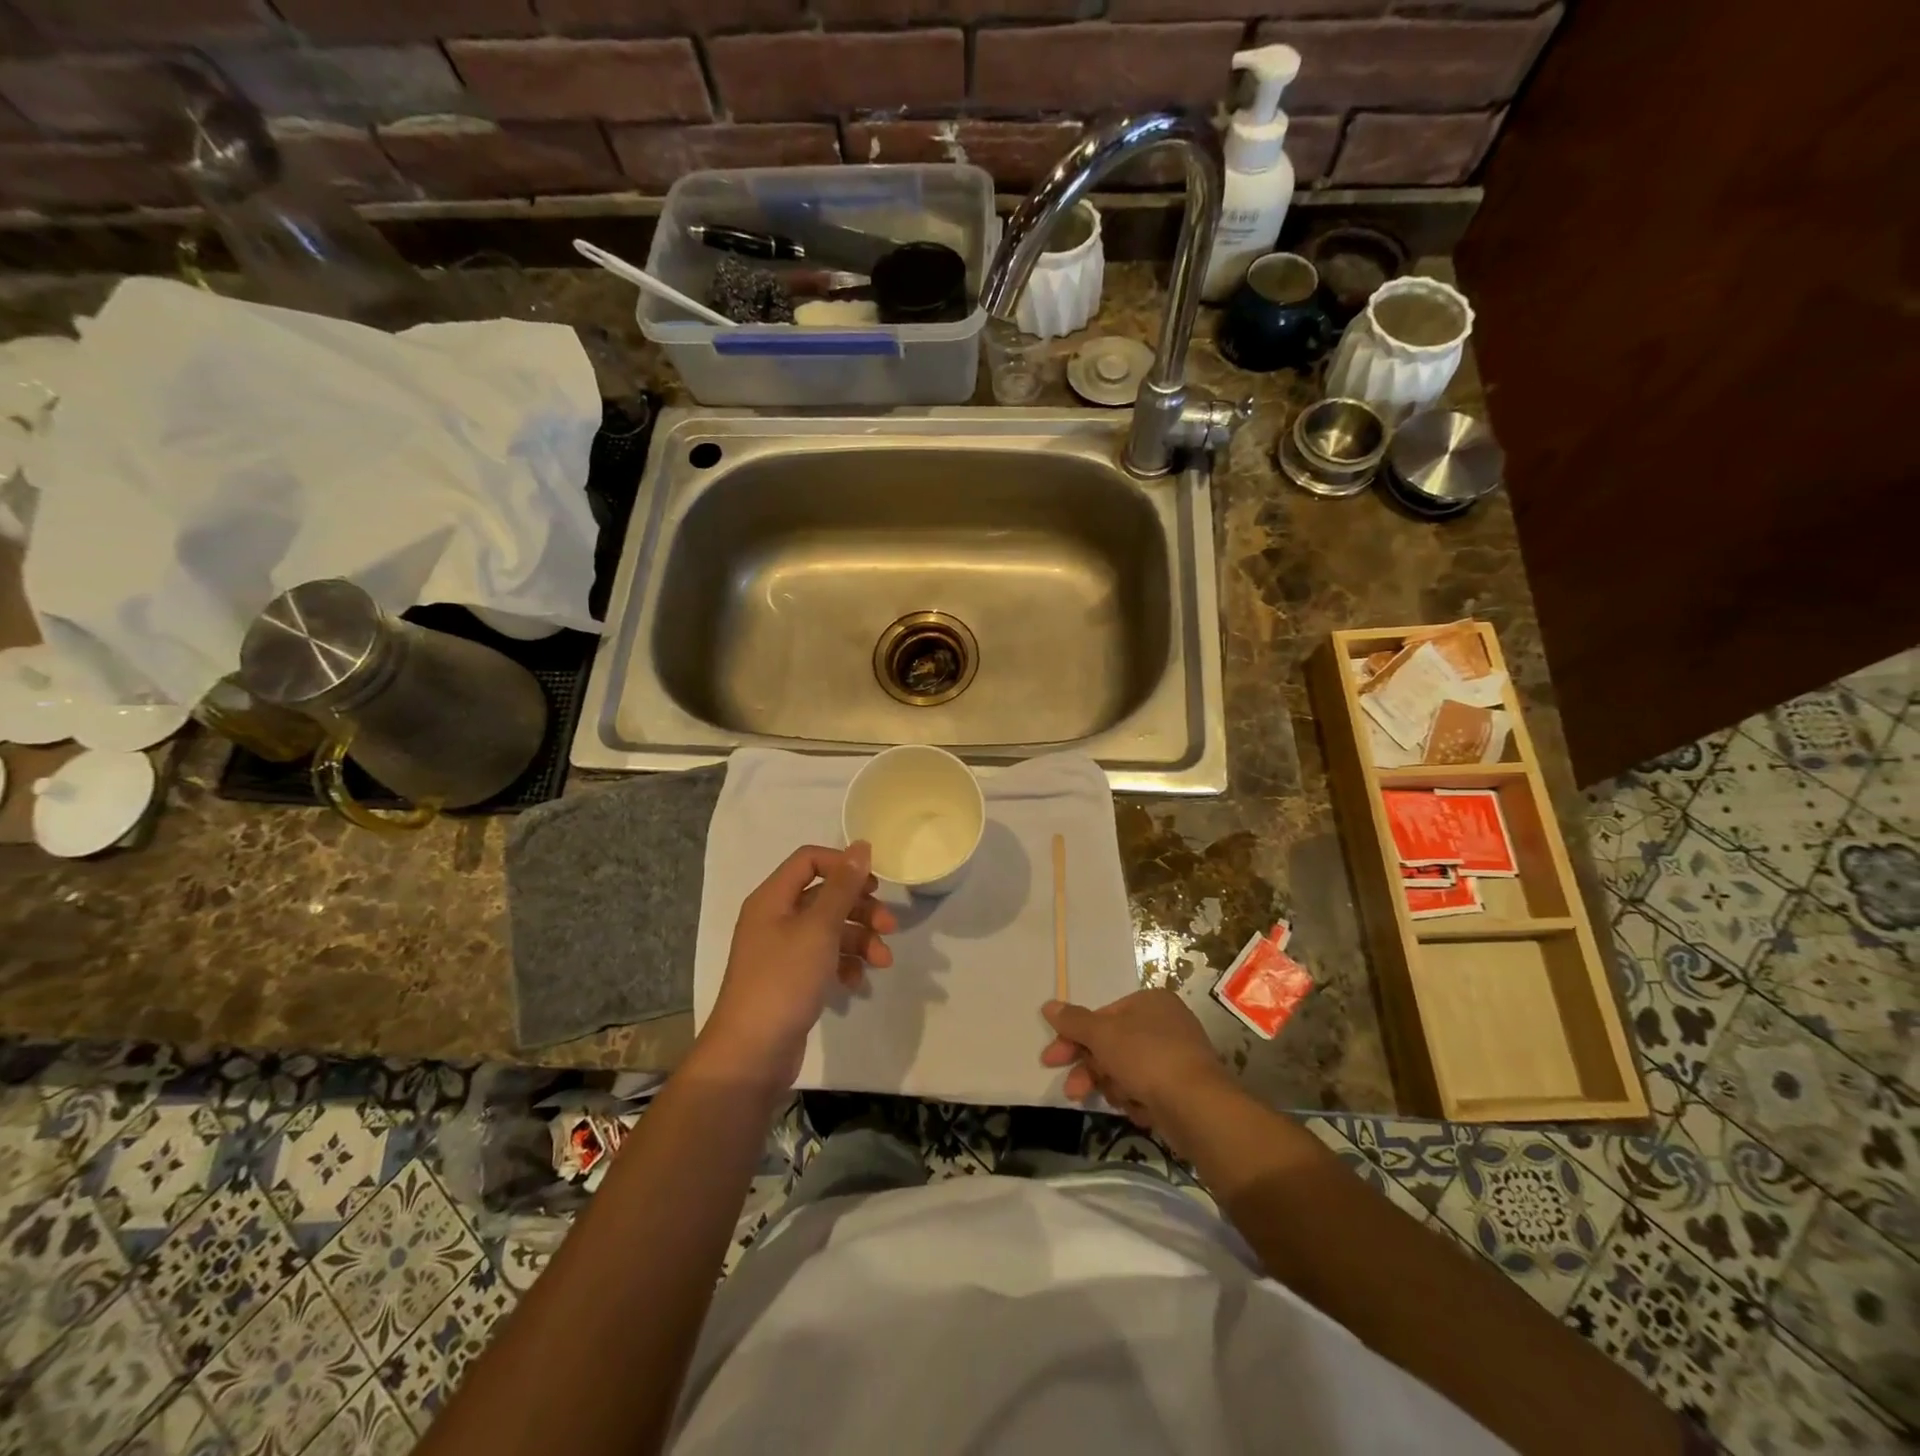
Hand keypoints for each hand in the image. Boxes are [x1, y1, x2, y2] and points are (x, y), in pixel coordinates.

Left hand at [699, 842, 894, 1088]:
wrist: (751, 1054)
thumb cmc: (784, 981)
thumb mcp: (819, 928)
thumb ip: (843, 886)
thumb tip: (861, 846)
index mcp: (772, 898)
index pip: (809, 860)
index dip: (843, 865)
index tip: (875, 884)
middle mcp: (775, 918)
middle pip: (825, 896)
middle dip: (860, 909)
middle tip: (890, 926)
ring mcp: (782, 951)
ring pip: (829, 930)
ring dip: (860, 940)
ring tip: (882, 961)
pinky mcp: (791, 979)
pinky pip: (824, 959)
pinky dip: (845, 965)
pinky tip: (857, 982)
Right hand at [1040, 990, 1233, 1148]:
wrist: (1197, 1107)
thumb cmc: (1146, 1057)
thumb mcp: (1103, 1034)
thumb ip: (1074, 1021)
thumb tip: (1048, 1005)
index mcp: (1150, 1002)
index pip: (1101, 1016)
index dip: (1073, 1037)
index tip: (1052, 1058)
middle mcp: (1165, 1024)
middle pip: (1112, 1045)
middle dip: (1091, 1069)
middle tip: (1072, 1090)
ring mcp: (1176, 1057)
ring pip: (1126, 1071)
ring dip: (1114, 1087)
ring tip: (1120, 1099)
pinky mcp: (1182, 1089)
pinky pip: (1146, 1091)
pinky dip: (1138, 1100)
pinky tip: (1141, 1109)